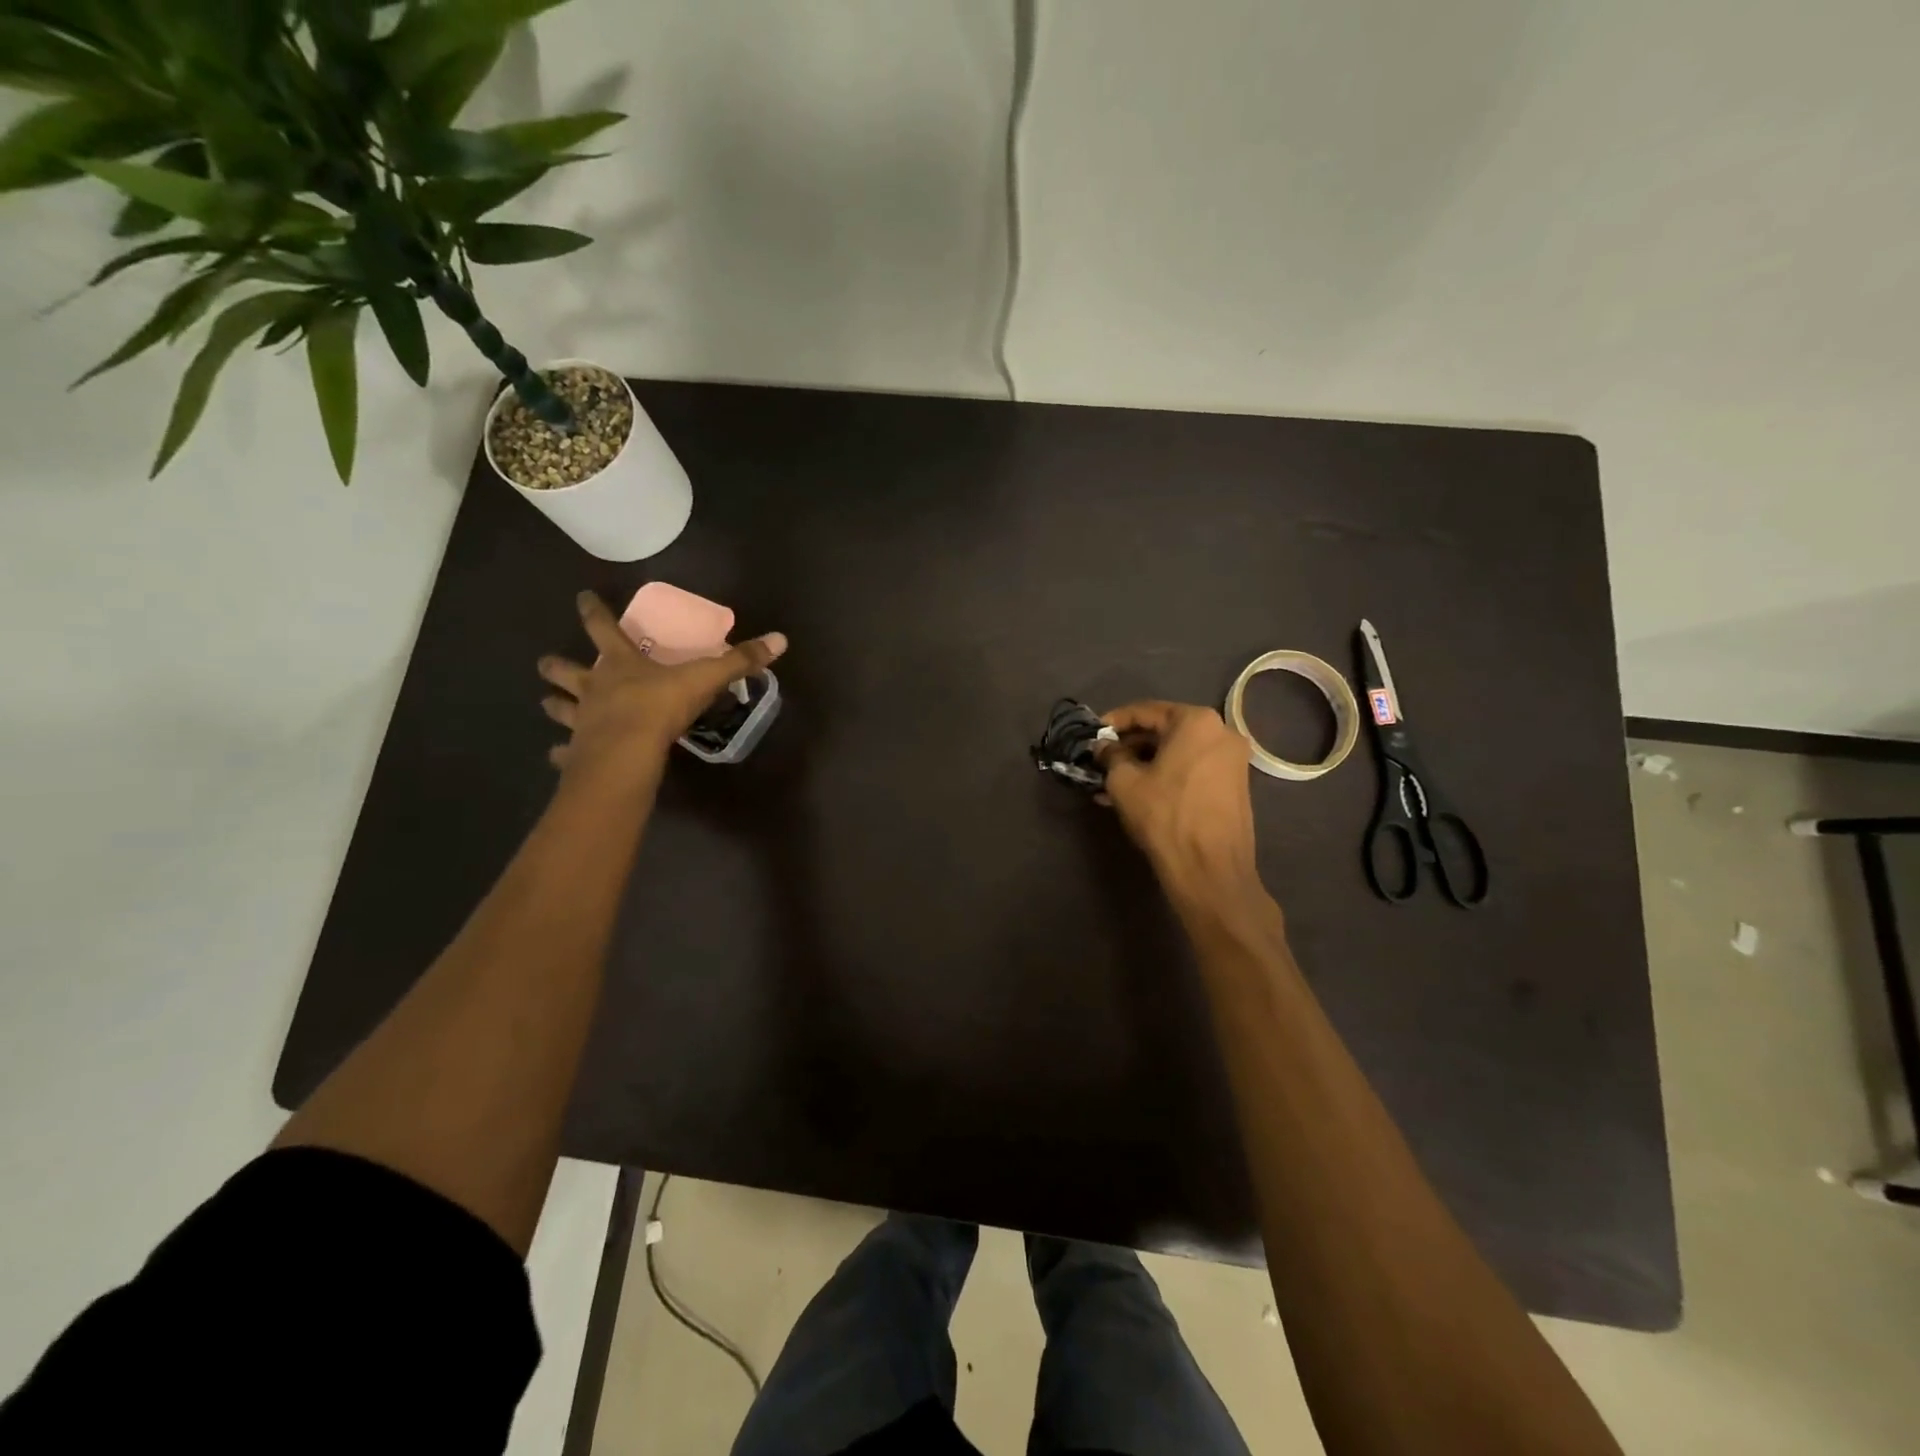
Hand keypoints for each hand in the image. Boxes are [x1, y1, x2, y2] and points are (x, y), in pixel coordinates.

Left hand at [538, 591, 786, 778]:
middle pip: (566, 670)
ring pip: (559, 708)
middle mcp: (593, 687)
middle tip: (547, 663)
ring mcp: (581, 720)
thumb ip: (740, 660)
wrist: (628, 753)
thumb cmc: (661, 707)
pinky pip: (565, 752)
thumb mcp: (705, 678)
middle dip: (556, 666)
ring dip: (554, 704)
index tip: (582, 597)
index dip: (593, 611)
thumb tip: (780, 639)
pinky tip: (557, 758)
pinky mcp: (577, 752)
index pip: (602, 628)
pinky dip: (561, 753)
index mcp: (620, 664)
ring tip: (548, 704)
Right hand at [1099, 701, 1260, 905]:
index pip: (1146, 710)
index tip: (1093, 733)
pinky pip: (1192, 770)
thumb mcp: (1124, 782)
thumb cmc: (1164, 815)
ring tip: (1113, 784)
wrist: (1210, 869)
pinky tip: (1139, 795)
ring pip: (1178, 753)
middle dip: (1131, 746)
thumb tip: (1104, 747)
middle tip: (1102, 761)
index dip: (1115, 721)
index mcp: (1196, 721)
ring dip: (1145, 764)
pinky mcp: (1235, 786)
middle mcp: (1221, 732)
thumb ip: (1111, 755)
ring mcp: (1233, 760)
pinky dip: (1166, 776)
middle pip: (1165, 731)